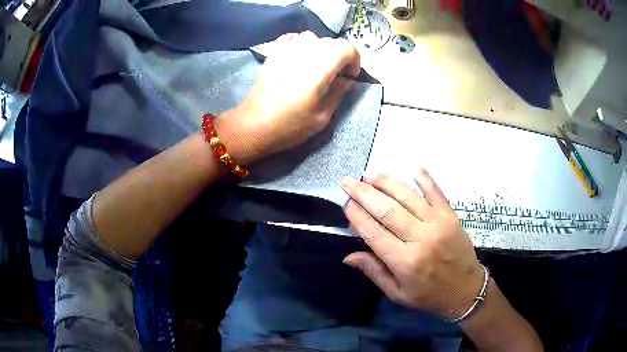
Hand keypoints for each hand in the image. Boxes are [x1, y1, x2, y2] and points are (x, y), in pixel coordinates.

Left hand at [216, 31, 359, 163]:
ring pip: (312, 37)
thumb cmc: (289, 126)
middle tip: (335, 74)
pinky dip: (301, 43)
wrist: (254, 126)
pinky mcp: (273, 53)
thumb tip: (346, 79)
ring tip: (317, 66)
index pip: (346, 48)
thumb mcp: (322, 117)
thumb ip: (338, 93)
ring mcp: (286, 51)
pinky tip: (299, 57)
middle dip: (339, 56)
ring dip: (321, 49)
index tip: (350, 76)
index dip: (354, 60)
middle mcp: (304, 54)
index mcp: (319, 70)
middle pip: (331, 42)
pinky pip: (292, 38)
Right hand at [341, 169, 483, 319]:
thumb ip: (375, 272)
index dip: (357, 216)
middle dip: (364, 193)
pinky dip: (425, 179)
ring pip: (408, 197)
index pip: (374, 233)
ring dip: (387, 182)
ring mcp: (438, 224)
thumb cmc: (429, 296)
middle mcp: (420, 239)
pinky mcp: (451, 216)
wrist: (467, 291)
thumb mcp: (398, 294)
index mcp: (405, 262)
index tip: (345, 204)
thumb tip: (348, 256)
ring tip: (369, 174)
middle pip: (387, 210)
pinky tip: (414, 168)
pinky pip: (437, 193)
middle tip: (347, 181)